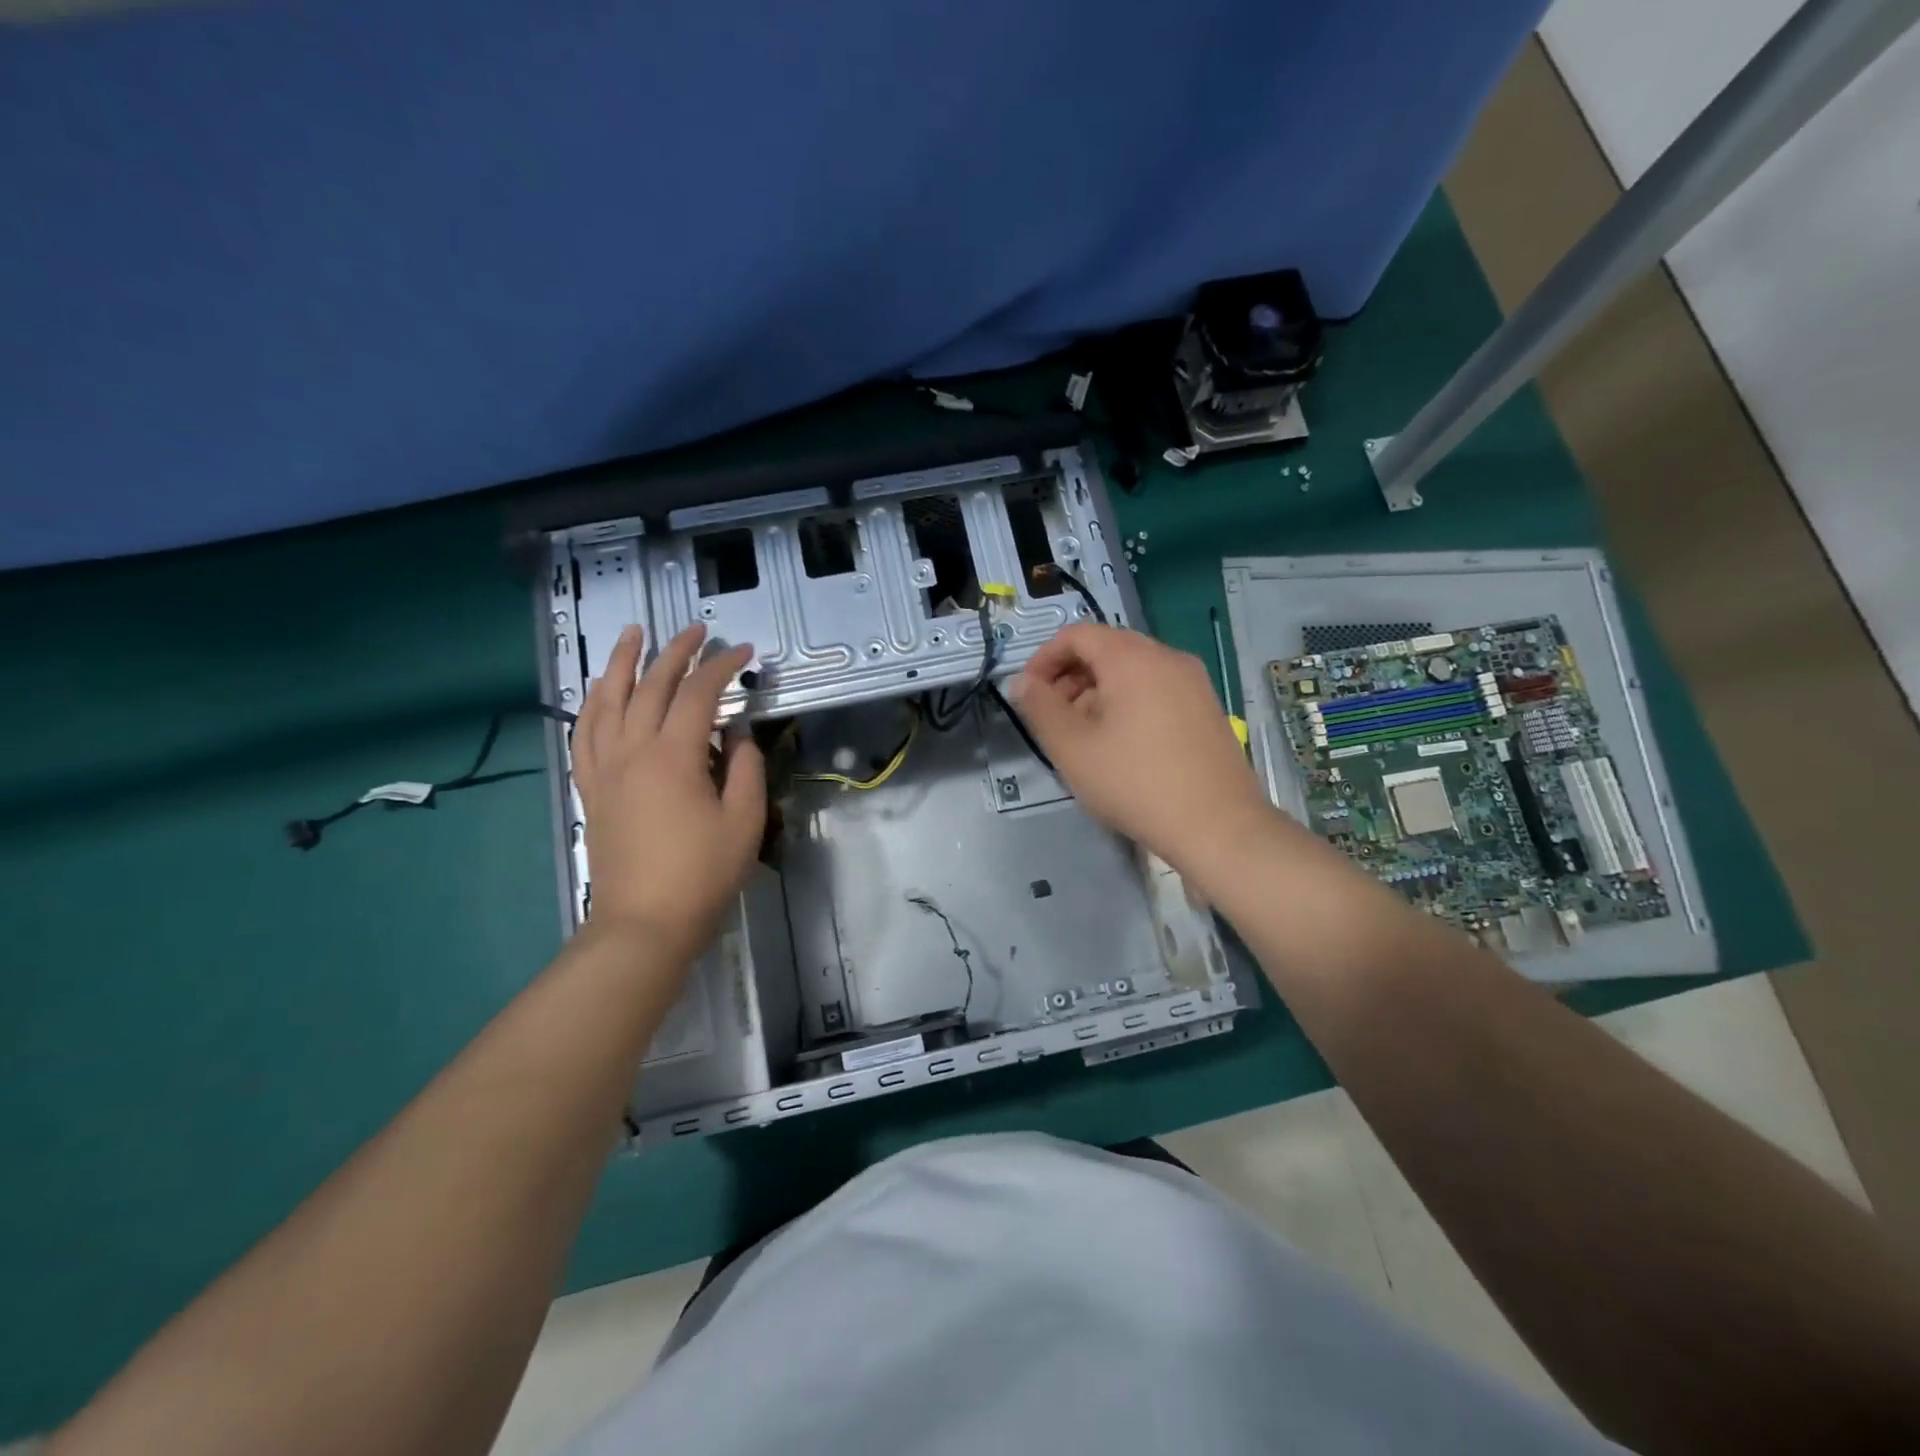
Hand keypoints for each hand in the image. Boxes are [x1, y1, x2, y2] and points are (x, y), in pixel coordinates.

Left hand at [571, 624, 765, 963]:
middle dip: (675, 652)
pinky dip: (592, 704)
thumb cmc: (702, 874)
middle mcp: (632, 751)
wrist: (644, 923)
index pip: (698, 694)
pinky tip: (600, 690)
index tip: (744, 652)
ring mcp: (605, 768)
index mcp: (673, 756)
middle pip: (651, 687)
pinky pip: (585, 733)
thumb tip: (737, 732)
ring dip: (622, 663)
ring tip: (633, 634)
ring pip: (607, 701)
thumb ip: (745, 768)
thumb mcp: (743, 820)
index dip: (722, 667)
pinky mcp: (592, 788)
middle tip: (697, 631)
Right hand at [1010, 625, 1269, 880]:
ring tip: (1084, 737)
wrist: (1219, 826)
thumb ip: (1040, 707)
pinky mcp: (1207, 707)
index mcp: (1132, 658)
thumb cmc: (1136, 784)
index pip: (1077, 634)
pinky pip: (1156, 689)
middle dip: (1070, 677)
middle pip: (1106, 649)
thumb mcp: (1073, 748)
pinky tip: (1122, 745)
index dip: (1044, 659)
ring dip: (1097, 692)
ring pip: (1132, 671)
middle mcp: (1167, 657)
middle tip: (1052, 719)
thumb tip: (1023, 682)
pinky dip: (1128, 703)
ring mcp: (1193, 682)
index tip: (1028, 695)